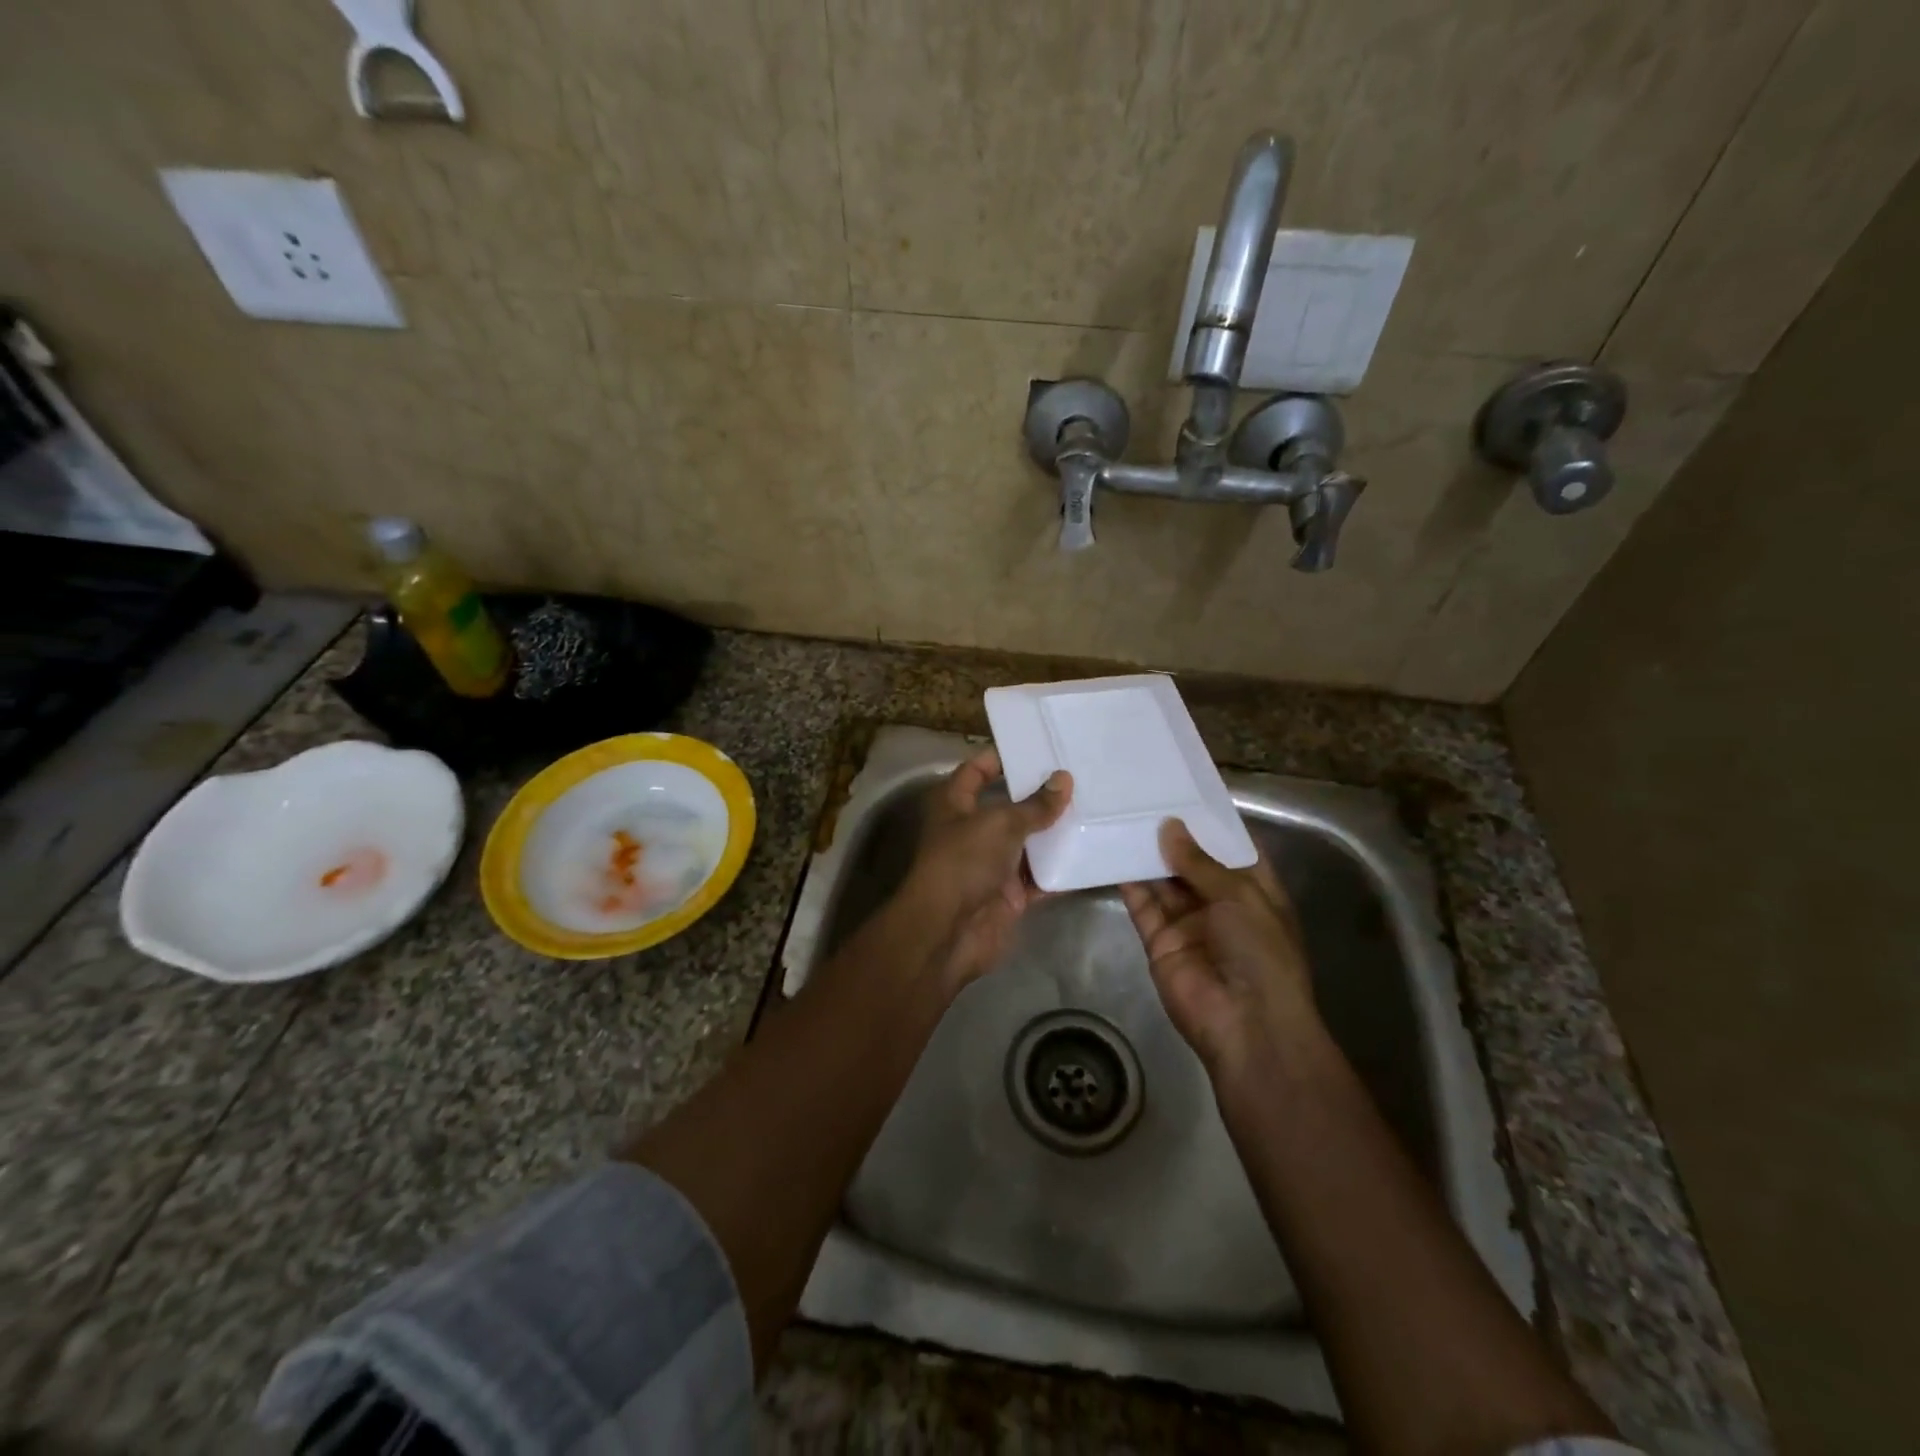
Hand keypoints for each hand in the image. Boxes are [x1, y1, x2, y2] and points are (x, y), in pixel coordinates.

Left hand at [894, 748, 1071, 990]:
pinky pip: (1040, 877)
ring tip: (1094, 808)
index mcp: (956, 805)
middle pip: (1009, 807)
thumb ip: (1035, 805)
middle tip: (1080, 776)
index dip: (1000, 758)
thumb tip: (1064, 780)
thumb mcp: (1000, 824)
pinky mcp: (1010, 895)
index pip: (976, 771)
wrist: (948, 932)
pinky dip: (1062, 869)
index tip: (1037, 748)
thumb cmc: (964, 863)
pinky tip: (1092, 853)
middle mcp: (972, 831)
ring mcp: (992, 865)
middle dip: (1040, 795)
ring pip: (1028, 843)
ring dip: (1055, 832)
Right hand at [1120, 819, 1320, 1076]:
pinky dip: (1128, 883)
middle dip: (1172, 835)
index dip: (1210, 823)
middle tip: (1141, 798)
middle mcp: (1220, 903)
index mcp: (1254, 890)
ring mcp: (1188, 922)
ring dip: (1147, 854)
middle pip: (1192, 863)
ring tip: (1121, 817)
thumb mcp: (1240, 896)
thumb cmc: (1259, 952)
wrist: (1245, 1024)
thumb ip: (1200, 862)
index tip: (1183, 791)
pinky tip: (1110, 853)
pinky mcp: (1159, 940)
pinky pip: (1142, 906)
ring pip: (1163, 882)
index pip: (1231, 849)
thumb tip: (1170, 826)